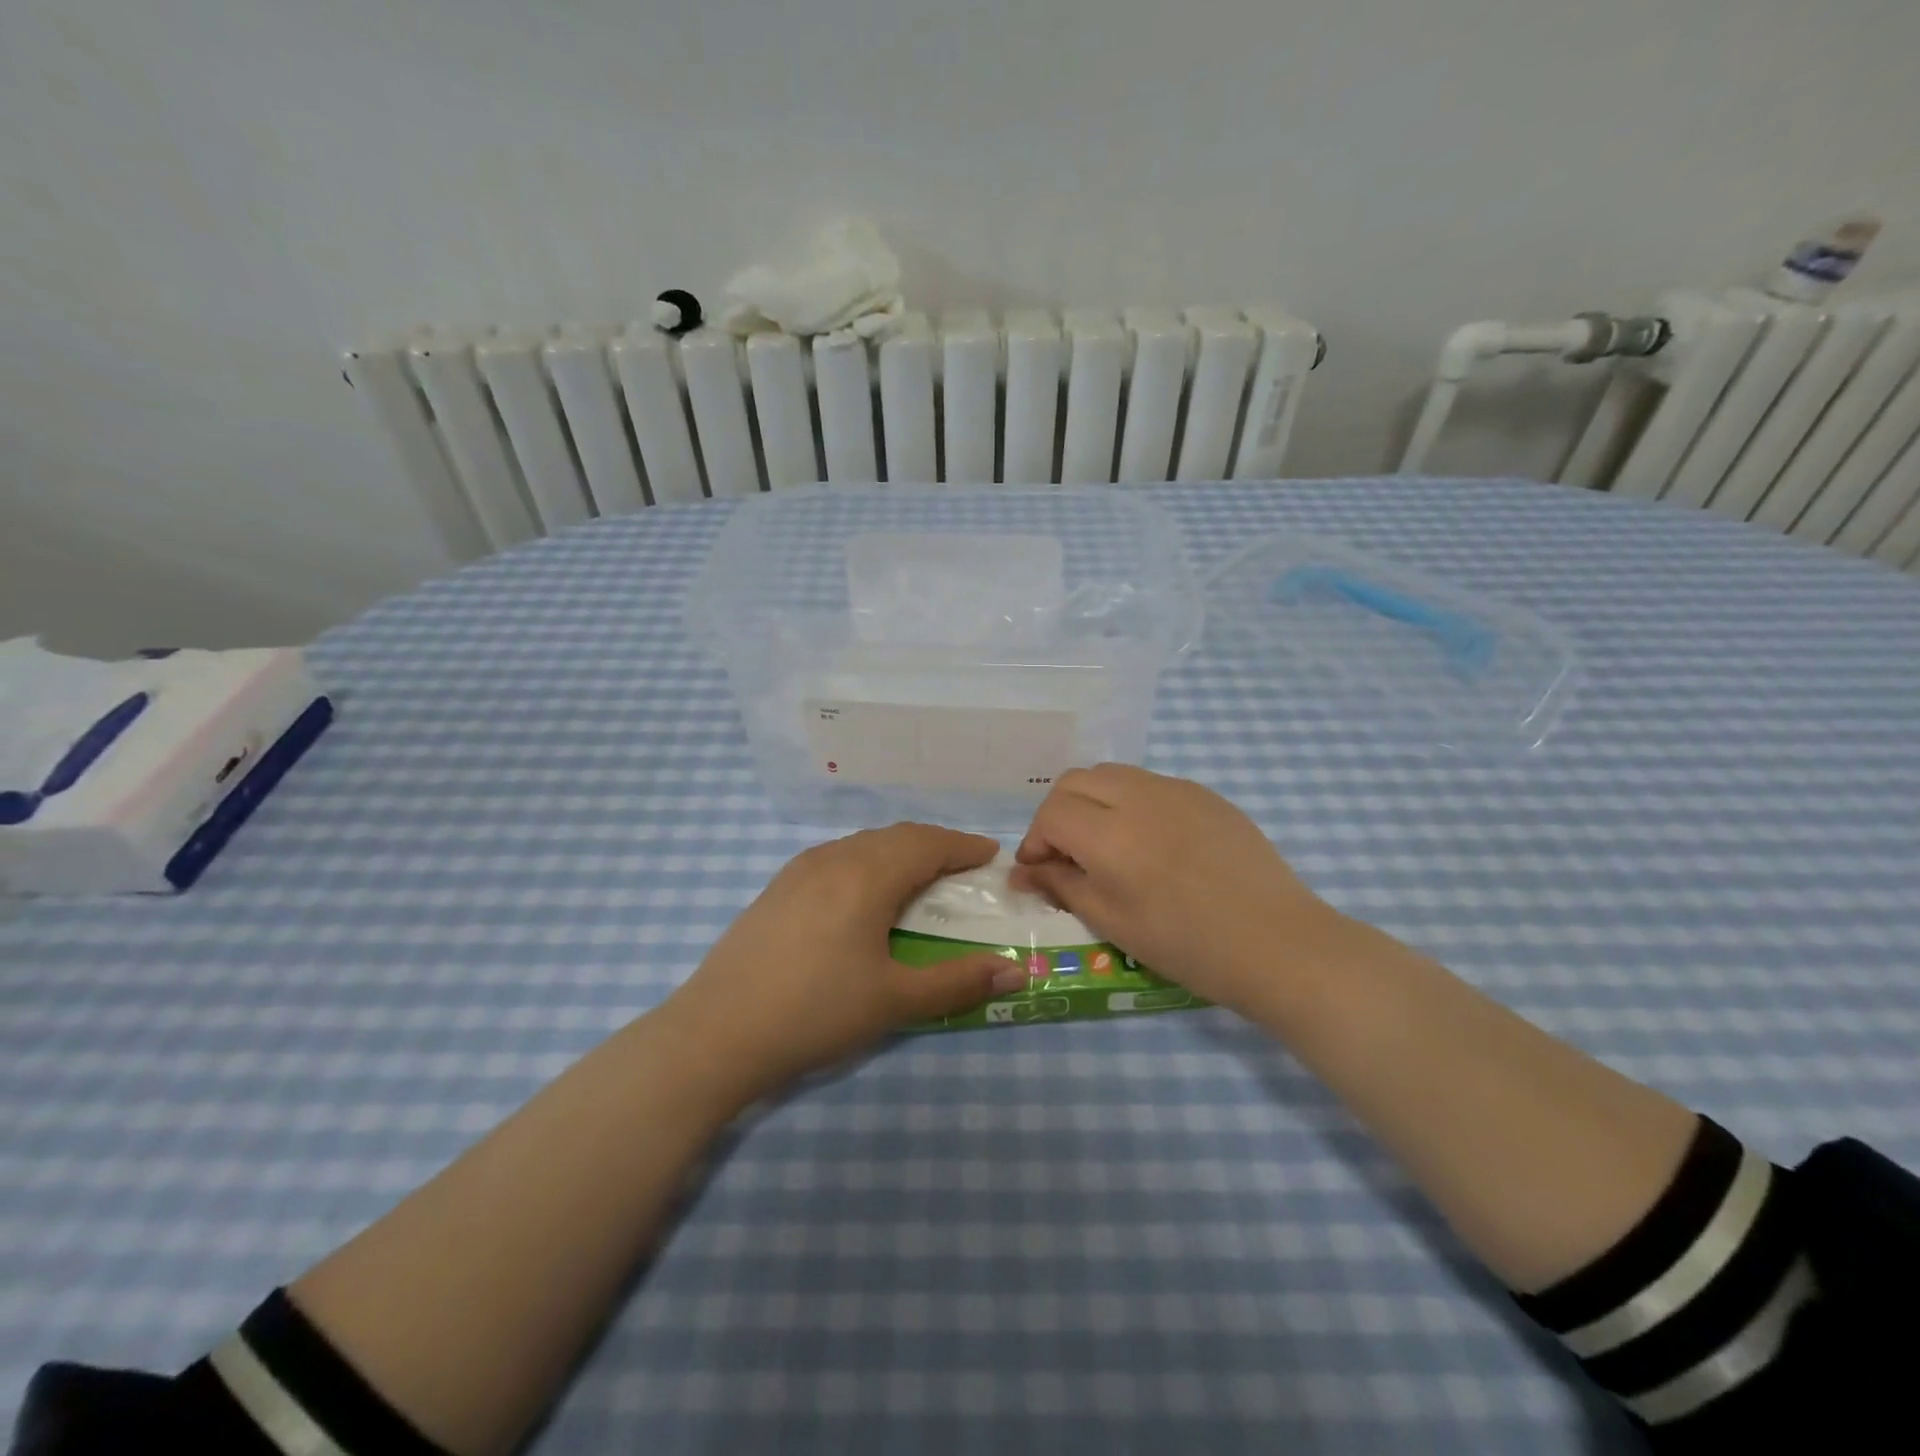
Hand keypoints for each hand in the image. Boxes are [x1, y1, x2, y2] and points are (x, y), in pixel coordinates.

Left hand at [659, 824, 1027, 1105]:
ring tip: (917, 875)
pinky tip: (862, 891)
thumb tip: (1015, 971)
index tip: (989, 855)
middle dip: (934, 844)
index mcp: (867, 876)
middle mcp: (834, 859)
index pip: (927, 844)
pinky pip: (836, 856)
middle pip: (895, 836)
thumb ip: (957, 981)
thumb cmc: (815, 1012)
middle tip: (961, 865)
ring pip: (862, 843)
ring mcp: (799, 870)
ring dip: (898, 850)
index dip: (962, 846)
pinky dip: (866, 860)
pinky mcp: (776, 888)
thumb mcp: (894, 1001)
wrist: (716, 1032)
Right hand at [1012, 764, 1345, 1017]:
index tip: (1040, 872)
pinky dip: (1131, 802)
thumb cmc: (1188, 945)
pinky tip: (1151, 842)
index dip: (1035, 840)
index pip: (1051, 813)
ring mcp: (1176, 789)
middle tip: (1066, 855)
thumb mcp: (1114, 923)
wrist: (1277, 943)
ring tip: (1106, 845)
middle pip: (1075, 781)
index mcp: (1111, 834)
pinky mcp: (1205, 794)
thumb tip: (1022, 873)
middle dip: (1058, 814)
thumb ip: (1062, 887)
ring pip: (1112, 774)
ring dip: (1093, 802)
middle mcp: (1139, 797)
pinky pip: (1151, 784)